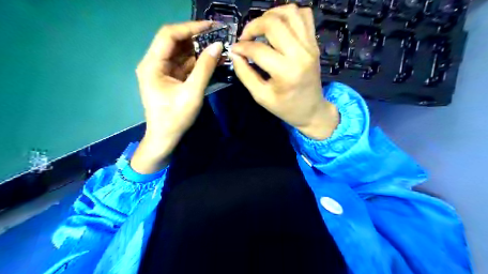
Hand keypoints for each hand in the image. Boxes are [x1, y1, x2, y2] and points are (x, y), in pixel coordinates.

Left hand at [129, 22, 221, 172]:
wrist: (165, 138)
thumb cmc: (175, 118)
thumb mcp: (192, 92)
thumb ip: (205, 68)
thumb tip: (218, 46)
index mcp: (152, 64)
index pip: (169, 35)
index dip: (190, 27)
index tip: (211, 26)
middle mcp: (154, 63)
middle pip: (174, 42)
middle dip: (196, 38)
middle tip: (217, 37)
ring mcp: (162, 71)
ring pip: (180, 53)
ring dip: (198, 50)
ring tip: (217, 47)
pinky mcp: (170, 79)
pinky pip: (184, 65)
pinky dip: (197, 62)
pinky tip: (211, 60)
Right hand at [230, 4, 337, 138]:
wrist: (311, 110)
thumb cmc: (285, 107)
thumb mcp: (261, 96)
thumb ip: (245, 74)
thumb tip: (234, 54)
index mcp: (286, 72)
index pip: (258, 49)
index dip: (241, 47)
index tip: (234, 50)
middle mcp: (300, 54)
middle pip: (273, 23)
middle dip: (253, 26)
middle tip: (245, 38)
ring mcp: (310, 46)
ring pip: (290, 12)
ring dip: (271, 15)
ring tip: (261, 28)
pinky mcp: (314, 43)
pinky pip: (304, 16)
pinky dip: (289, 15)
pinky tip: (279, 26)